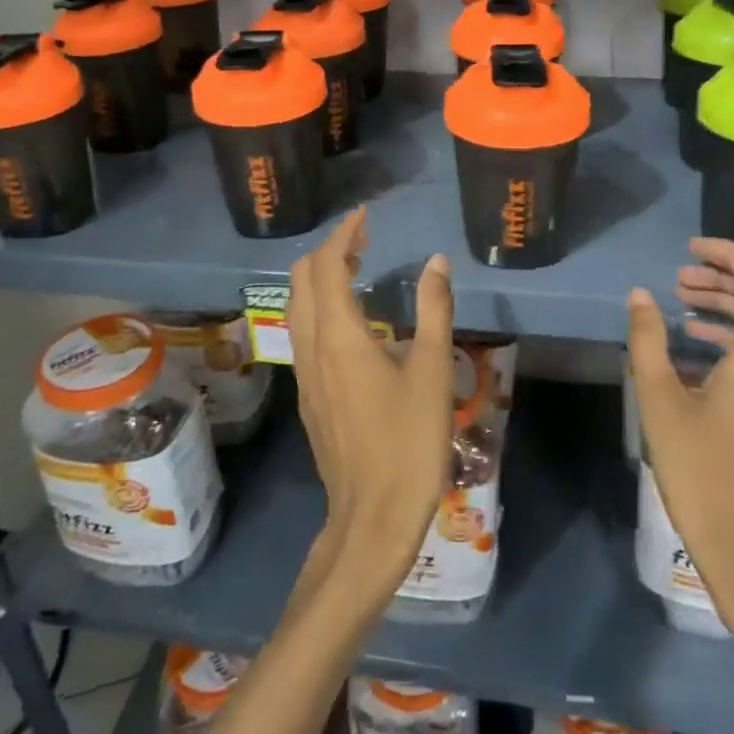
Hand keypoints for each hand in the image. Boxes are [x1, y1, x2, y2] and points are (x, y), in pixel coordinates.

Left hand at [287, 209, 455, 602]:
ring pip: (297, 307)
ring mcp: (303, 373)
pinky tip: (352, 320)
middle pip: (301, 280)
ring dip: (320, 279)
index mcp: (338, 336)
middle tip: (364, 242)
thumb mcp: (433, 372)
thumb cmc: (409, 442)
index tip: (364, 217)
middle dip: (328, 252)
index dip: (344, 235)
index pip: (327, 266)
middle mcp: (311, 347)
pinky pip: (303, 332)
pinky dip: (320, 307)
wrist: (372, 516)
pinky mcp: (307, 395)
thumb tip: (436, 262)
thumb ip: (435, 310)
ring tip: (357, 270)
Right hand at [626, 237, 733, 647]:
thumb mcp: (661, 403)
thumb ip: (648, 342)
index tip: (691, 249)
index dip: (732, 254)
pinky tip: (696, 345)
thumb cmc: (703, 476)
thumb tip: (639, 295)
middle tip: (681, 275)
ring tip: (681, 301)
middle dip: (729, 275)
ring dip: (732, 304)